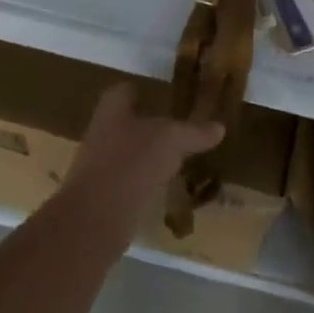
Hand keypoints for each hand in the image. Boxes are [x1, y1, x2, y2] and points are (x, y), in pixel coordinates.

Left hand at [60, 82, 223, 236]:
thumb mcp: (172, 141)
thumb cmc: (131, 164)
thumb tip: (219, 127)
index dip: (143, 91)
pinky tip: (165, 190)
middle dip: (149, 127)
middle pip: (126, 123)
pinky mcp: (101, 199)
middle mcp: (101, 134)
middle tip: (179, 130)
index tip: (165, 96)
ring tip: (177, 161)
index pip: (125, 91)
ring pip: (128, 155)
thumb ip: (194, 132)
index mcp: (112, 110)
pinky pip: (128, 183)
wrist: (93, 221)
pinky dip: (144, 184)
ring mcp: (98, 168)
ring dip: (148, 158)